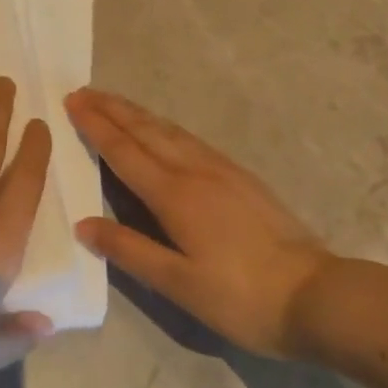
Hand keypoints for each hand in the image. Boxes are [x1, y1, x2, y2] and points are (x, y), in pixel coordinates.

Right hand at [66, 87, 334, 357]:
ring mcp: (220, 169)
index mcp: (173, 194)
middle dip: (112, 108)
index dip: (95, 125)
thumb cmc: (241, 296)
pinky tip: (163, 129)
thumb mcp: (178, 283)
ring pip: (168, 129)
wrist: (316, 295)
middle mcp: (193, 170)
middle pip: (144, 130)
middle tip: (83, 91)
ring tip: (113, 101)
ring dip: (136, 112)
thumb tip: (83, 224)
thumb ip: (129, 250)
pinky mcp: (239, 176)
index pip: (123, 150)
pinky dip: (164, 125)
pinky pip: (189, 138)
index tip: (71, 101)